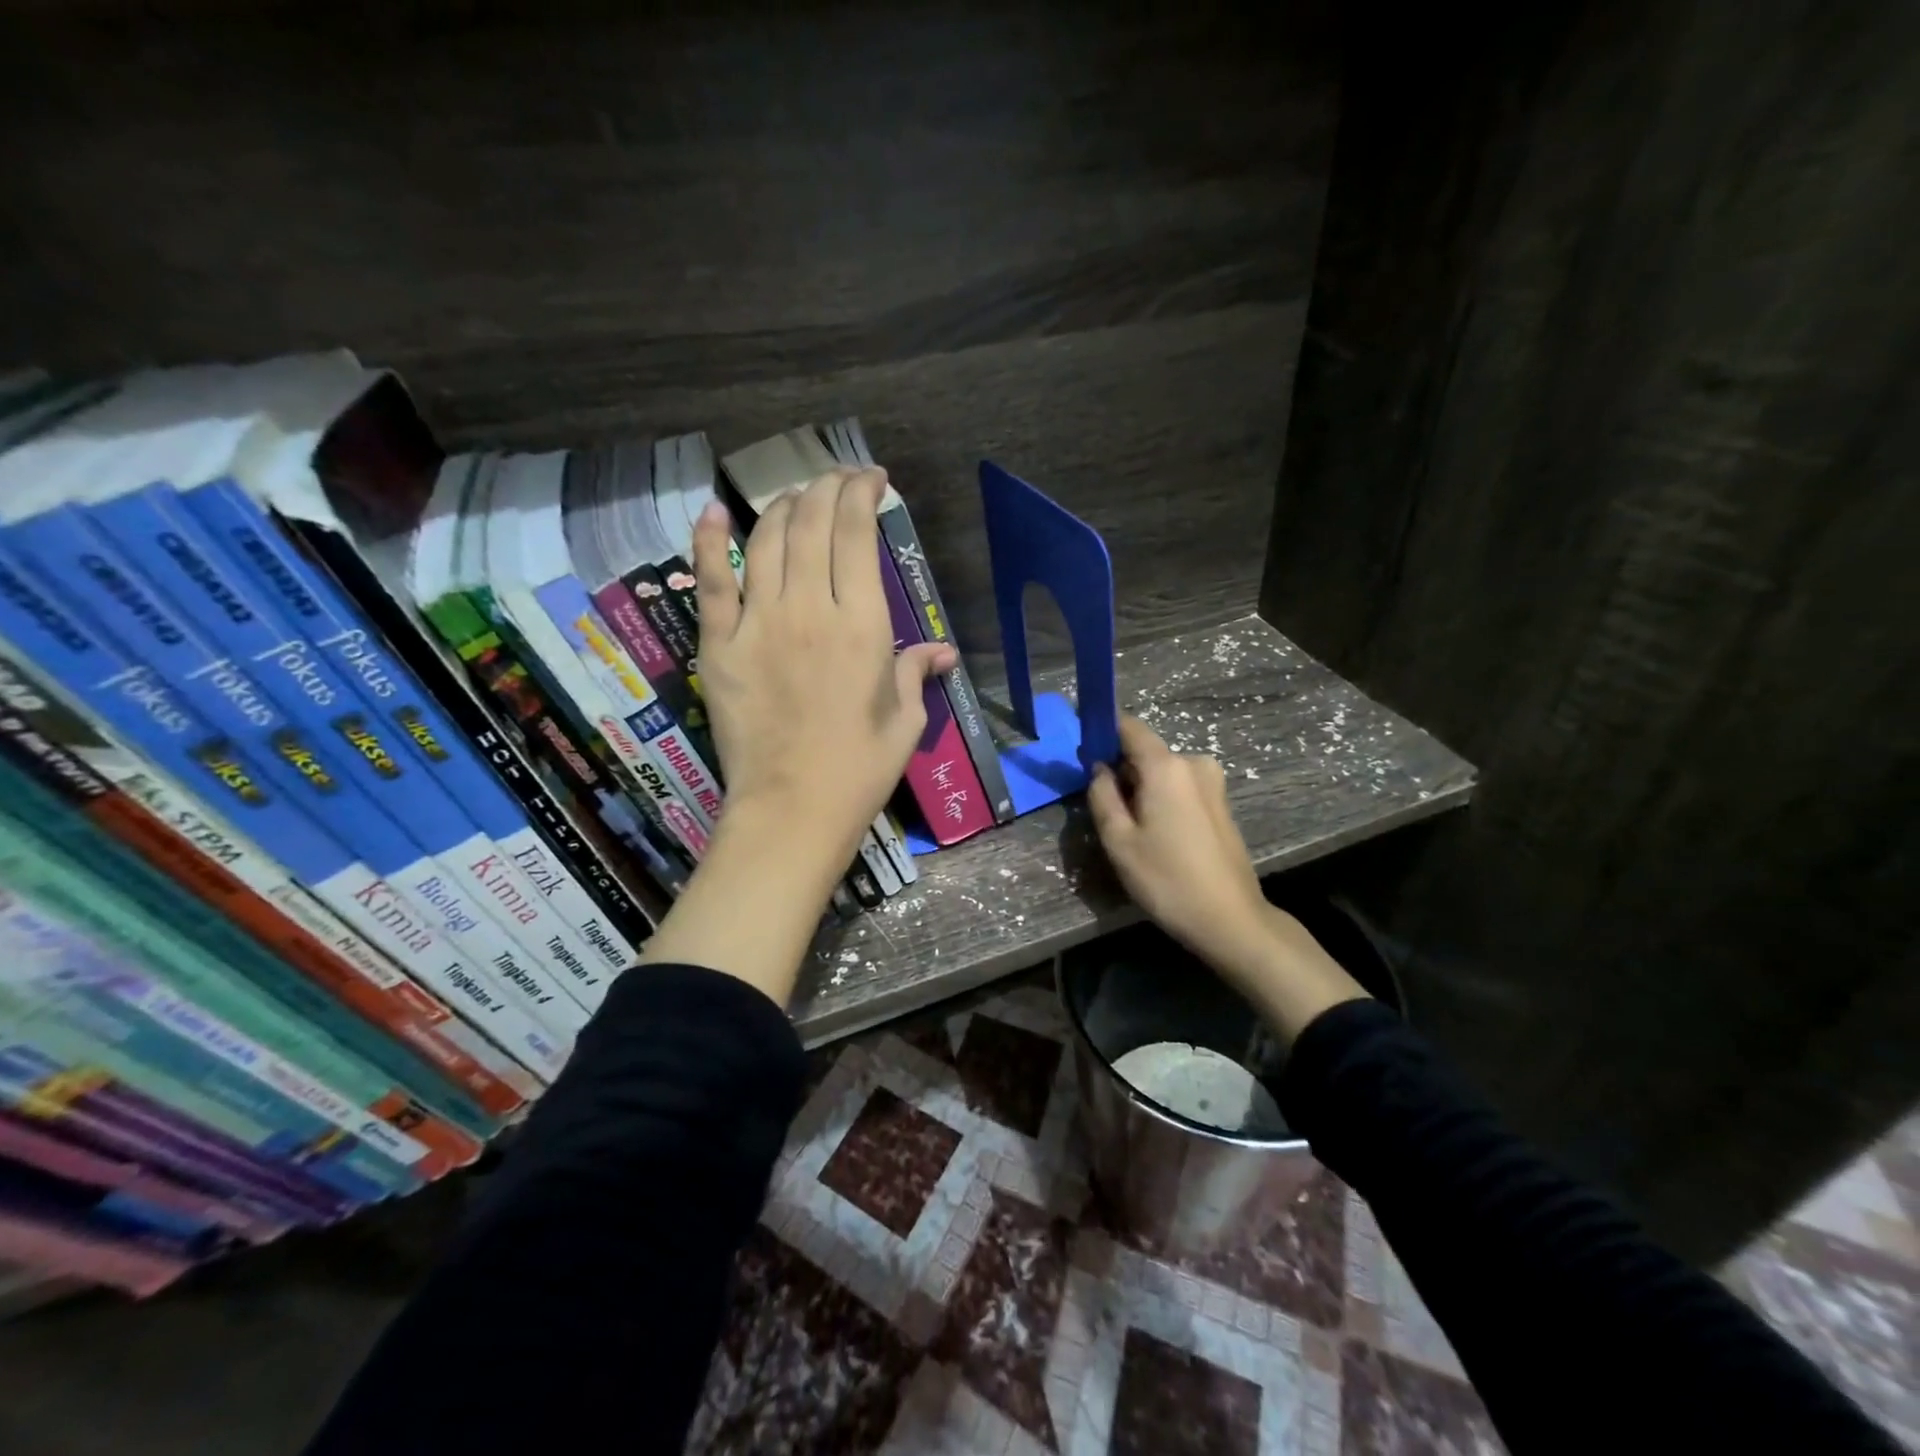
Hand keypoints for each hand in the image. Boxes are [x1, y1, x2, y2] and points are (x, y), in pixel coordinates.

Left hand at [695, 467, 954, 861]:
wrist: (793, 809)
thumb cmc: (860, 769)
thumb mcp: (905, 721)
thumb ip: (915, 673)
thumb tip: (940, 652)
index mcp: (862, 625)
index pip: (857, 535)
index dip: (862, 494)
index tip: (872, 480)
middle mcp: (810, 609)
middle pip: (811, 524)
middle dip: (825, 487)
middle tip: (837, 479)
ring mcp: (759, 623)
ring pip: (765, 540)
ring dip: (781, 506)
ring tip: (795, 496)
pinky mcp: (720, 645)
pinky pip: (711, 581)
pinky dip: (708, 541)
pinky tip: (712, 512)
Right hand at [1088, 716, 1366, 1041]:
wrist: (1230, 919)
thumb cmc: (1167, 879)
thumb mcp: (1119, 840)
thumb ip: (1102, 795)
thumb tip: (1098, 767)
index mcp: (1166, 766)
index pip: (1128, 726)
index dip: (1102, 731)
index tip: (1082, 751)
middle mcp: (1193, 763)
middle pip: (1145, 751)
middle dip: (1120, 769)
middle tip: (1102, 807)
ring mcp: (1212, 782)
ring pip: (1162, 772)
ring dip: (1140, 788)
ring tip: (1128, 829)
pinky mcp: (1220, 803)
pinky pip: (1179, 787)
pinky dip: (1161, 799)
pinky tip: (1156, 836)